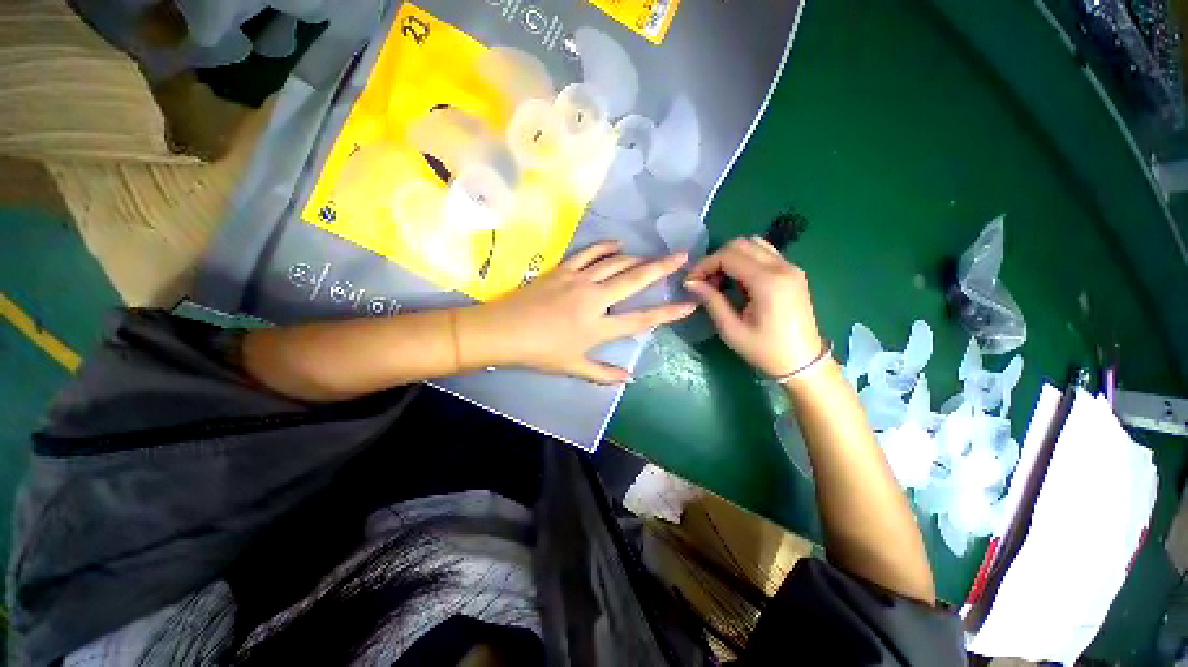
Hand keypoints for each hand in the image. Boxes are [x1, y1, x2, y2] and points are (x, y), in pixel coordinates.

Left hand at [459, 241, 696, 383]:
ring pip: (615, 262)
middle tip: (682, 256)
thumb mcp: (572, 367)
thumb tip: (629, 379)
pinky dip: (605, 246)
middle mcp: (594, 299)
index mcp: (598, 327)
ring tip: (651, 256)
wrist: (501, 331)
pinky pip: (589, 252)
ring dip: (636, 257)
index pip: (641, 320)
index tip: (688, 305)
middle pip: (634, 280)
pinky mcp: (563, 269)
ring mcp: (578, 280)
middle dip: (661, 268)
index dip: (668, 313)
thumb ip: (603, 373)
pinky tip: (618, 244)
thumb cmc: (538, 353)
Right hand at [684, 236, 824, 377]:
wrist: (803, 362)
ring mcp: (791, 267)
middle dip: (716, 259)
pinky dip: (746, 260)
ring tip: (720, 281)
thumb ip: (711, 301)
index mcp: (768, 282)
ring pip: (753, 244)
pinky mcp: (793, 272)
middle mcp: (782, 267)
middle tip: (703, 281)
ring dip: (731, 257)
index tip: (690, 281)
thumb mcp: (732, 330)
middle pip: (741, 244)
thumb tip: (691, 283)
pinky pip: (765, 254)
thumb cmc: (765, 351)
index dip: (705, 265)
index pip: (728, 256)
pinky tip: (738, 281)